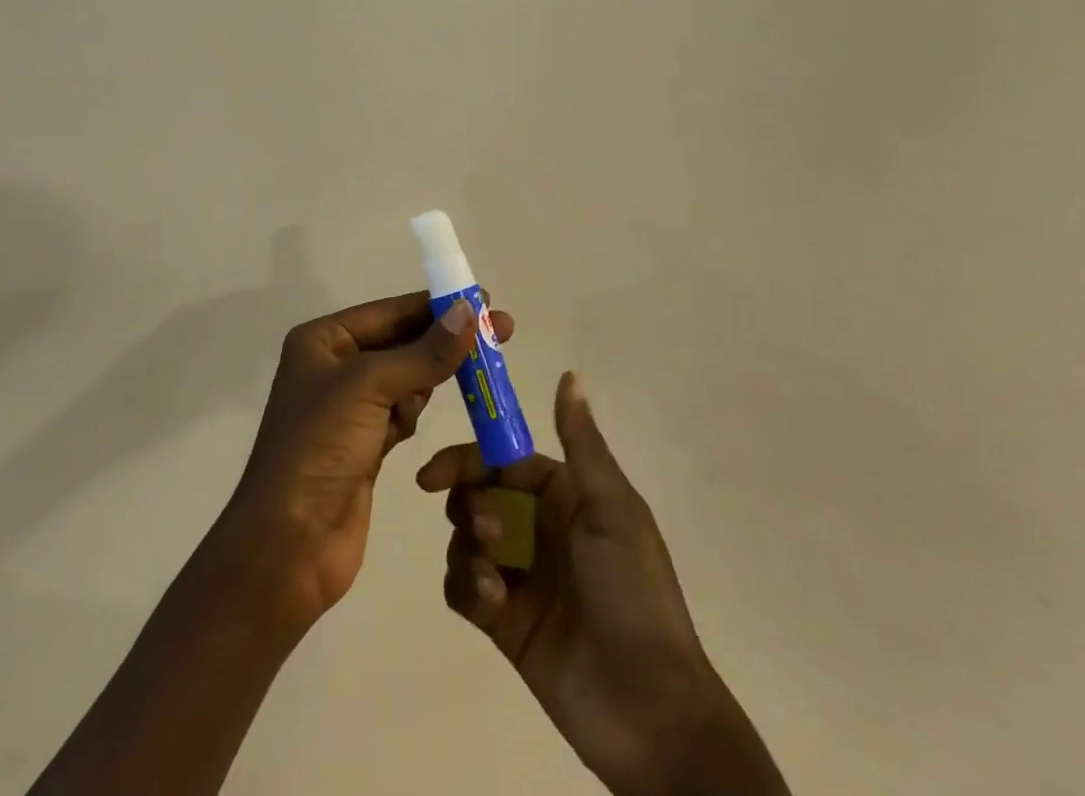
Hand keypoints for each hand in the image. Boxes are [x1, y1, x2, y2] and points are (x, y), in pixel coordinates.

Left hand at [221, 291, 513, 636]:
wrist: (289, 545)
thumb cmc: (319, 448)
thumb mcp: (369, 387)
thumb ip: (423, 352)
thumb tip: (468, 310)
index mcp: (321, 341)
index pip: (388, 311)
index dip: (435, 305)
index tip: (483, 300)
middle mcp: (333, 368)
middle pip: (400, 343)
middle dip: (443, 341)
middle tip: (499, 332)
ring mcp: (348, 410)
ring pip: (405, 378)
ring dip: (429, 379)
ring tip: (467, 378)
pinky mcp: (364, 446)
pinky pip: (401, 414)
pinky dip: (413, 413)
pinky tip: (416, 420)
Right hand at [418, 374, 787, 795]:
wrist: (651, 711)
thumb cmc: (634, 593)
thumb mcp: (612, 509)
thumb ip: (581, 442)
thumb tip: (570, 373)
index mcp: (563, 496)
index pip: (501, 461)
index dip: (467, 460)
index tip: (432, 474)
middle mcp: (537, 527)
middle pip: (476, 496)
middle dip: (468, 507)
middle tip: (485, 534)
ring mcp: (519, 575)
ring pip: (464, 541)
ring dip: (467, 551)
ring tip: (494, 580)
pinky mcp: (504, 621)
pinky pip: (463, 589)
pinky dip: (467, 588)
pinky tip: (491, 603)